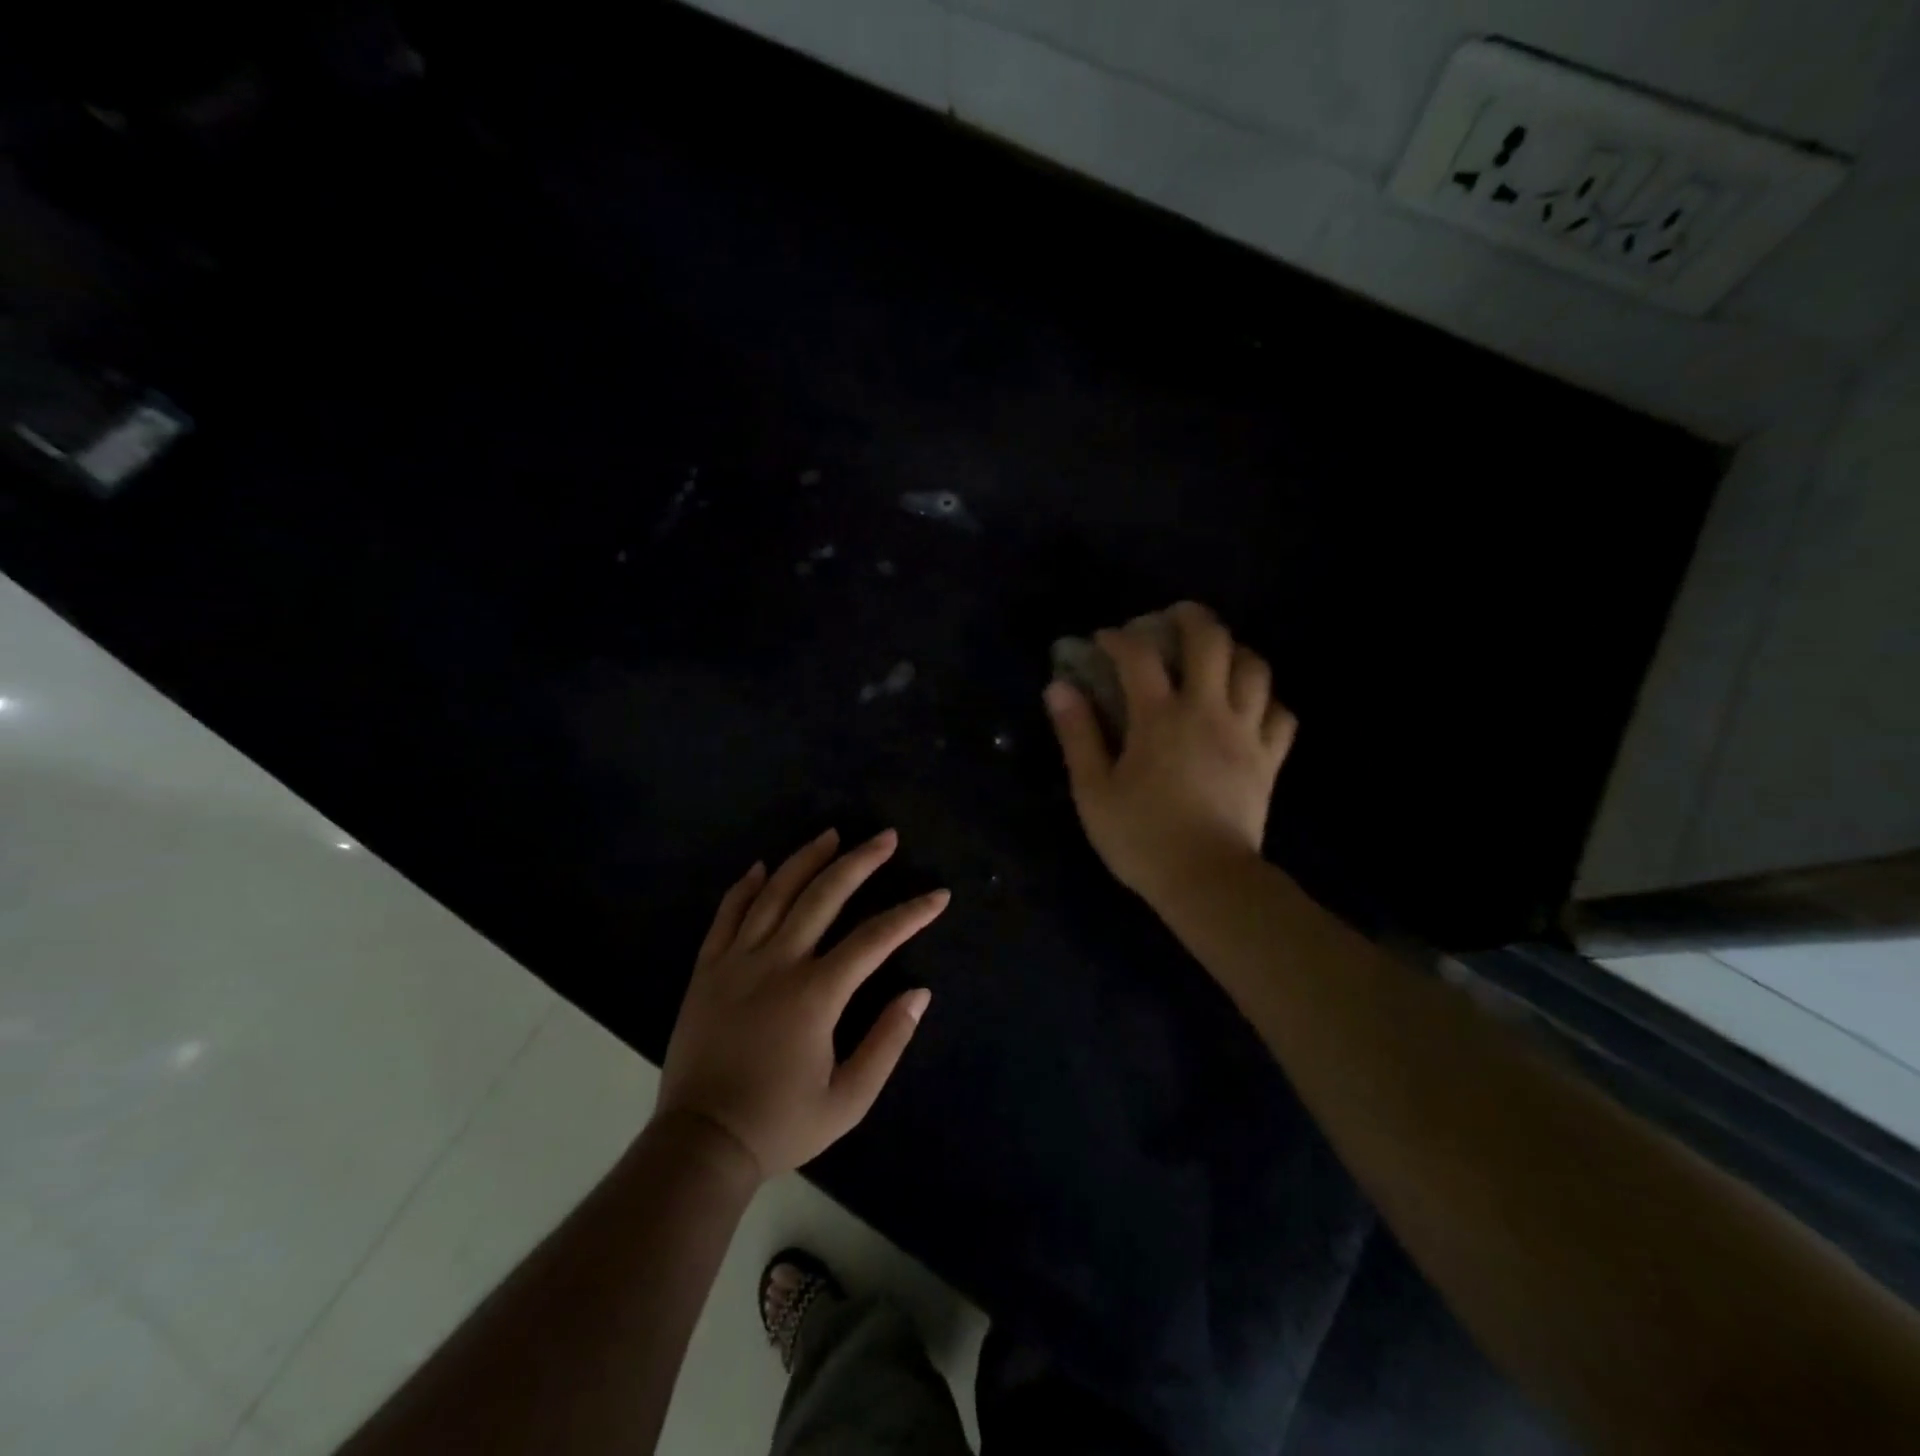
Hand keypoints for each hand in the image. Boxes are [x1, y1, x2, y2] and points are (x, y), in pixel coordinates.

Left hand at [655, 828, 947, 1180]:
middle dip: (860, 862)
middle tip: (885, 837)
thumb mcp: (849, 1100)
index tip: (938, 896)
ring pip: (775, 893)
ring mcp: (737, 961)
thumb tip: (919, 993)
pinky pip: (727, 915)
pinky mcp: (707, 970)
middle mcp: (777, 963)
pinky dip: (745, 887)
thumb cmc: (780, 1124)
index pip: (875, 939)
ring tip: (832, 835)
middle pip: (824, 896)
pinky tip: (761, 867)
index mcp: (816, 994)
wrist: (701, 1144)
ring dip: (806, 860)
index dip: (911, 914)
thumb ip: (888, 1042)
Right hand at [1044, 601, 1295, 901]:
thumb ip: (1077, 734)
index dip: (1118, 638)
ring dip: (1235, 651)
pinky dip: (1267, 700)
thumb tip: (1059, 688)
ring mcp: (1246, 733)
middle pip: (1212, 641)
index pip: (1139, 656)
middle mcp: (1208, 711)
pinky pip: (1281, 714)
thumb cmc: (1141, 837)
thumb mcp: (1093, 789)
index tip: (1103, 640)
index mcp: (1160, 718)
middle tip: (1171, 619)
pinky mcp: (1270, 760)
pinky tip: (1250, 706)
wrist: (1206, 881)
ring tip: (1215, 657)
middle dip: (1190, 618)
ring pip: (1256, 668)